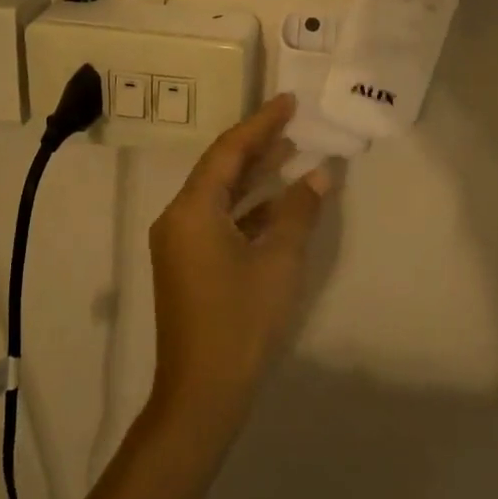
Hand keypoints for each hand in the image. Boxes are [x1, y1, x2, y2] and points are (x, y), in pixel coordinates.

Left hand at [147, 94, 330, 432]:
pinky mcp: (187, 265)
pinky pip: (218, 220)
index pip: (229, 151)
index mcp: (191, 209)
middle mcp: (178, 218)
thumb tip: (319, 174)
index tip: (289, 102)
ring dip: (253, 176)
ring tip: (289, 152)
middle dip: (256, 145)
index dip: (261, 123)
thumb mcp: (277, 262)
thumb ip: (298, 212)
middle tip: (292, 122)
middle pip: (220, 169)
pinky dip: (247, 209)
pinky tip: (277, 205)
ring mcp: (180, 243)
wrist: (201, 396)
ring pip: (219, 195)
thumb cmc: (240, 322)